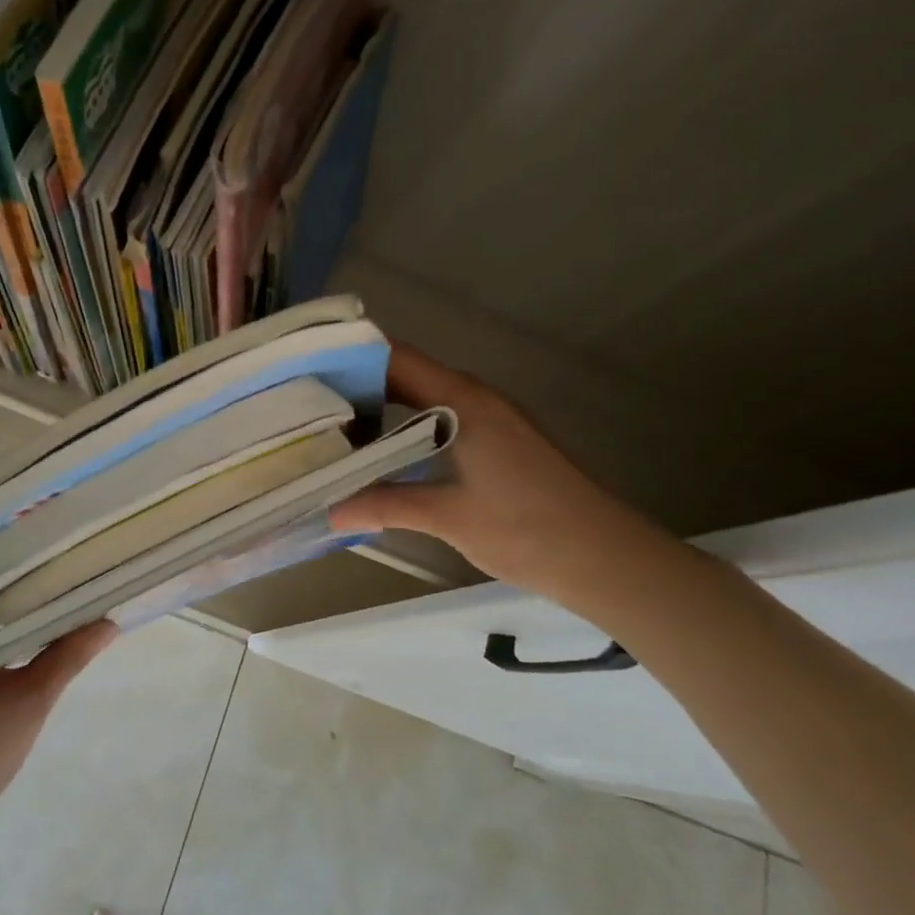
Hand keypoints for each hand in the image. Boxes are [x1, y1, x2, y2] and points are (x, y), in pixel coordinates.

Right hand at [331, 344, 644, 600]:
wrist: (605, 557)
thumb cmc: (528, 528)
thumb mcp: (449, 517)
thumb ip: (386, 505)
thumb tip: (329, 510)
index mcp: (464, 401)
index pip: (398, 359)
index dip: (354, 357)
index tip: (309, 367)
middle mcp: (477, 398)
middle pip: (408, 375)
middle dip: (360, 385)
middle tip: (310, 404)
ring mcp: (492, 419)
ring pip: (426, 399)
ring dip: (385, 410)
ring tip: (337, 430)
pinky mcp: (500, 443)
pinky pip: (442, 420)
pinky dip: (409, 429)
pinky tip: (386, 457)